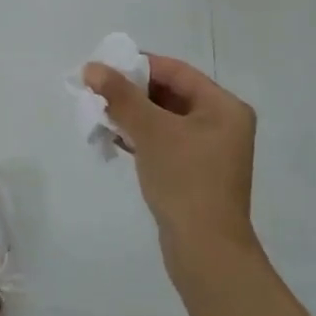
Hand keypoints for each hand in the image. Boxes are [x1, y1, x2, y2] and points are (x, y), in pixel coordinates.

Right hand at [83, 53, 258, 259]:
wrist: (205, 250)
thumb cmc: (185, 180)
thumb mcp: (151, 131)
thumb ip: (121, 96)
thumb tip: (91, 67)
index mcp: (224, 107)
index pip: (176, 71)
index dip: (139, 65)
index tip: (104, 67)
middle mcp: (222, 124)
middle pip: (170, 93)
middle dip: (132, 91)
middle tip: (96, 90)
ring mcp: (210, 151)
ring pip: (164, 119)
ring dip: (132, 114)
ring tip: (99, 113)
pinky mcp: (195, 173)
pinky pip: (164, 142)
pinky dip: (140, 136)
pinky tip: (113, 139)